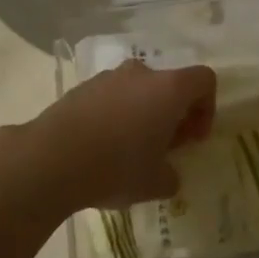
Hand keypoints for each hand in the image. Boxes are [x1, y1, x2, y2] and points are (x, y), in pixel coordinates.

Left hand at [22, 61, 216, 210]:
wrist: (52, 158)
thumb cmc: (116, 167)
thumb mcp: (155, 183)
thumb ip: (171, 175)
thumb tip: (167, 173)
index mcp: (168, 89)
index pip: (204, 80)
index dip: (206, 108)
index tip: (191, 139)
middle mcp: (141, 73)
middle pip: (169, 84)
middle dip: (173, 114)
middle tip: (164, 148)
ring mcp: (109, 77)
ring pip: (138, 90)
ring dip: (143, 113)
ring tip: (129, 151)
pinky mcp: (83, 87)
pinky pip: (111, 96)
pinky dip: (116, 115)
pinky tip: (102, 147)